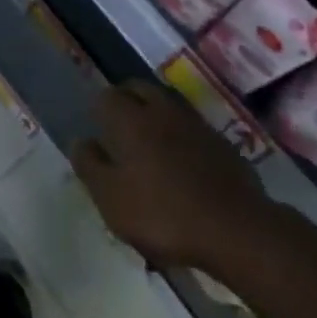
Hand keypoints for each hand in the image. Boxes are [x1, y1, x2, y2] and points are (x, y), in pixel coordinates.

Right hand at [73, 80, 273, 271]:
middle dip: (126, 99)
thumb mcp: (112, 199)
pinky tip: (181, 157)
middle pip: (139, 88)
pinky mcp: (221, 142)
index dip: (98, 109)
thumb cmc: (163, 214)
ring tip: (149, 138)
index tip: (96, 127)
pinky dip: (179, 133)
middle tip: (119, 124)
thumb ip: (91, 166)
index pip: (107, 96)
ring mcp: (195, 123)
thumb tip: (80, 141)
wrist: (236, 229)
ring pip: (167, 103)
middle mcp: (161, 110)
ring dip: (154, 112)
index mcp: (131, 120)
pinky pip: (191, 126)